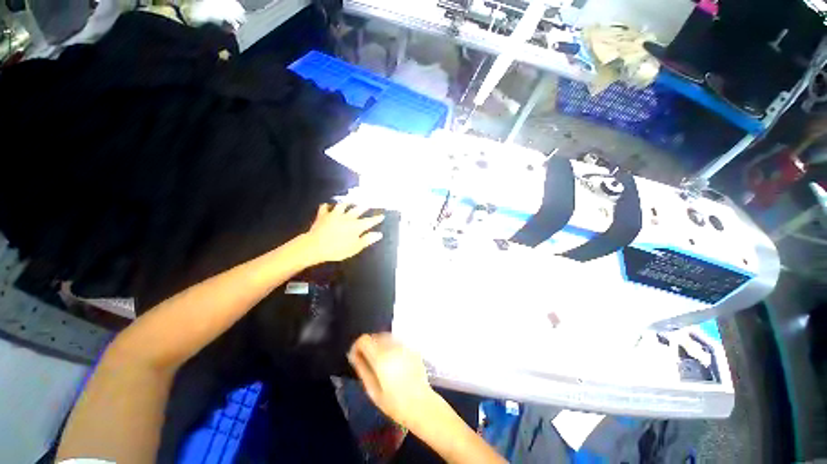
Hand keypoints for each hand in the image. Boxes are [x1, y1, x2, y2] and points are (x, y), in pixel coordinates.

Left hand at [303, 203, 384, 263]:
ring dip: (346, 203)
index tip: (382, 215)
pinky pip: (324, 208)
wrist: (315, 246)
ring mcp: (334, 215)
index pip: (369, 221)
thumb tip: (379, 234)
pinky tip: (327, 205)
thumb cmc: (337, 249)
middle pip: (357, 210)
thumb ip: (367, 240)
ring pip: (342, 206)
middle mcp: (347, 218)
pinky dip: (326, 206)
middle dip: (364, 207)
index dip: (376, 219)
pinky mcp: (323, 216)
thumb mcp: (355, 247)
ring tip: (349, 202)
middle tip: (368, 203)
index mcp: (356, 226)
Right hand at [348, 333, 435, 427]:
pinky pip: (397, 342)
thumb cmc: (394, 403)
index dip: (357, 346)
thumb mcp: (372, 391)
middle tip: (368, 361)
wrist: (421, 405)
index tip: (356, 357)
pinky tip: (394, 362)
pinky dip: (392, 347)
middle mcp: (392, 346)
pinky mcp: (412, 349)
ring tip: (381, 361)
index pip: (364, 339)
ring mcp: (404, 346)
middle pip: (376, 336)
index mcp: (381, 357)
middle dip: (369, 345)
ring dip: (380, 344)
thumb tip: (354, 355)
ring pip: (387, 337)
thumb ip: (362, 369)